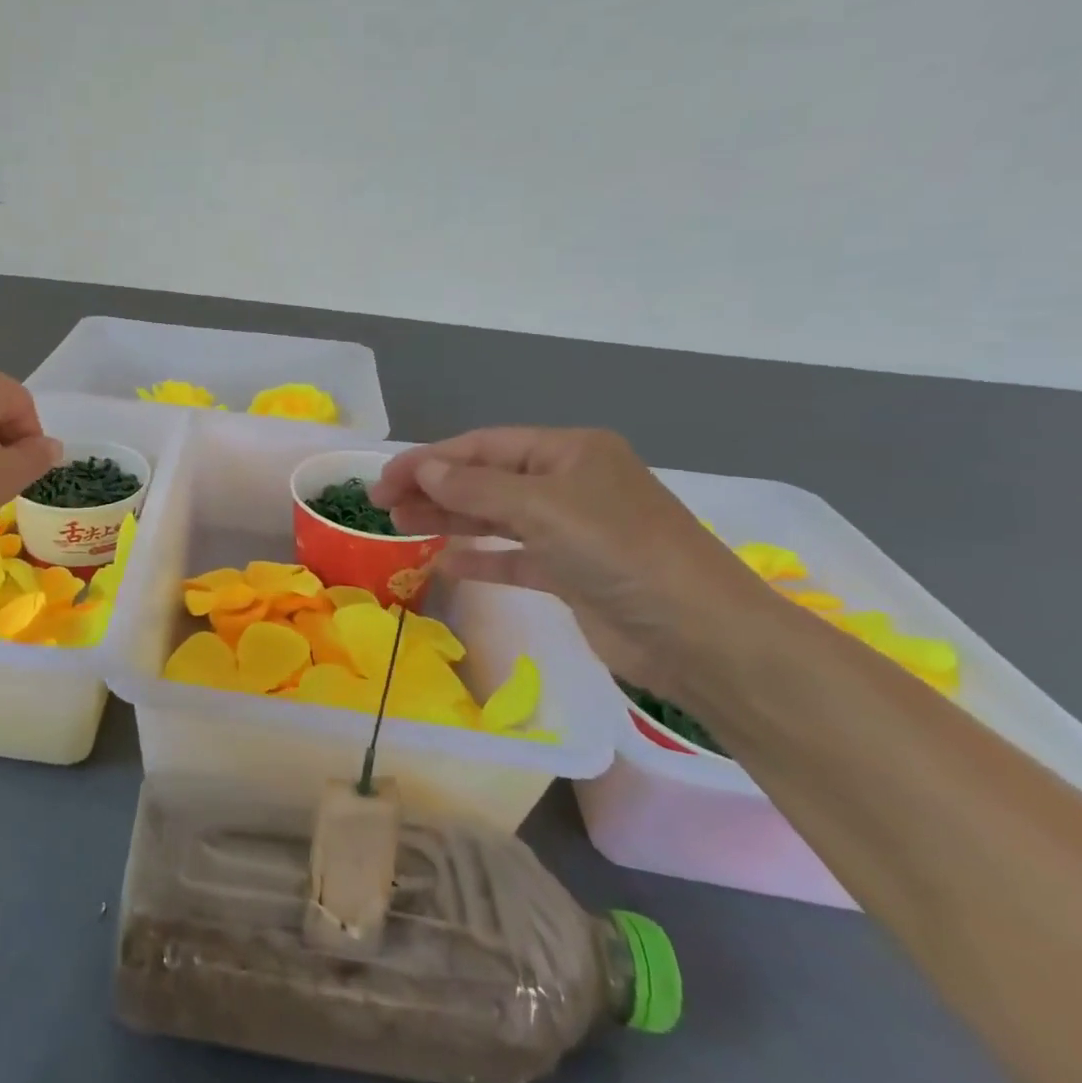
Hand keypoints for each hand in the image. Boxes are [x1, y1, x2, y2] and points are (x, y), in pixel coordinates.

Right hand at [371, 428, 795, 700]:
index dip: (430, 460)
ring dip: (450, 518)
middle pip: (486, 479)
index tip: (383, 479)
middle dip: (434, 488)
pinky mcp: (573, 573)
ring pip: (496, 516)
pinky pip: (514, 557)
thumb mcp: (542, 508)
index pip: (484, 446)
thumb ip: (476, 488)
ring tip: (400, 525)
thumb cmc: (619, 552)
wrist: (700, 636)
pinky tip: (446, 563)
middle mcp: (570, 484)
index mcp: (569, 452)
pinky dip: (481, 558)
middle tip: (381, 505)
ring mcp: (573, 530)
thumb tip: (424, 471)